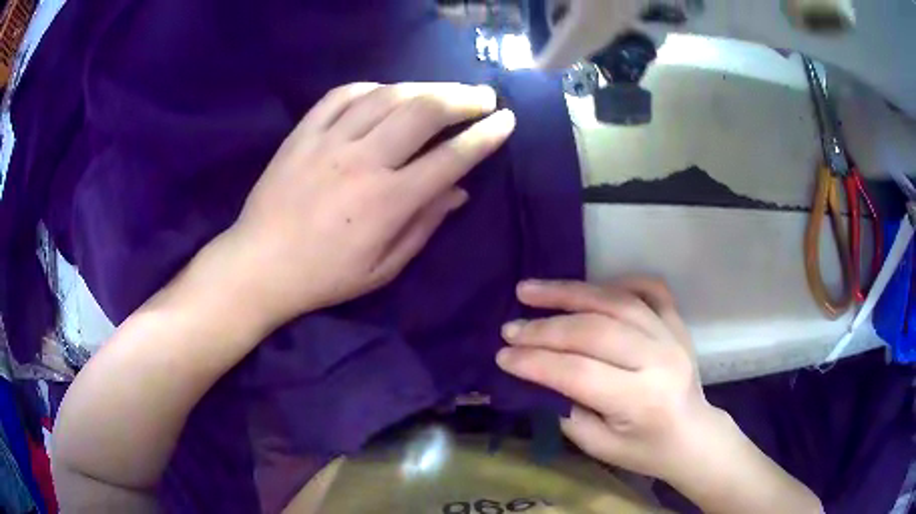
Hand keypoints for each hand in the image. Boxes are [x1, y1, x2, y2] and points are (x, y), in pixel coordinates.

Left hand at [230, 82, 514, 325]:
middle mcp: (363, 161)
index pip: (451, 158)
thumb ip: (424, 225)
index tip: (506, 122)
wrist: (260, 264)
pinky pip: (342, 95)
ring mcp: (329, 141)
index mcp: (388, 201)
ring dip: (424, 87)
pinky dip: (372, 87)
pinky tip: (386, 92)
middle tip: (483, 98)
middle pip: (423, 112)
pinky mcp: (303, 133)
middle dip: (463, 98)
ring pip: (387, 95)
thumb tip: (459, 191)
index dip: (485, 137)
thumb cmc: (324, 276)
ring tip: (443, 91)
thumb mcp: (383, 268)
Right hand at [496, 278, 715, 481]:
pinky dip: (617, 283)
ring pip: (616, 302)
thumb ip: (566, 409)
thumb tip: (534, 374)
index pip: (579, 373)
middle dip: (545, 329)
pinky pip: (649, 289)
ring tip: (532, 290)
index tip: (503, 355)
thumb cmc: (645, 450)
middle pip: (595, 332)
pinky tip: (591, 288)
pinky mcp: (677, 323)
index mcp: (642, 400)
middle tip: (510, 327)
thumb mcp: (599, 445)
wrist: (693, 435)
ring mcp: (672, 335)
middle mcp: (660, 360)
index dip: (536, 362)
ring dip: (570, 293)